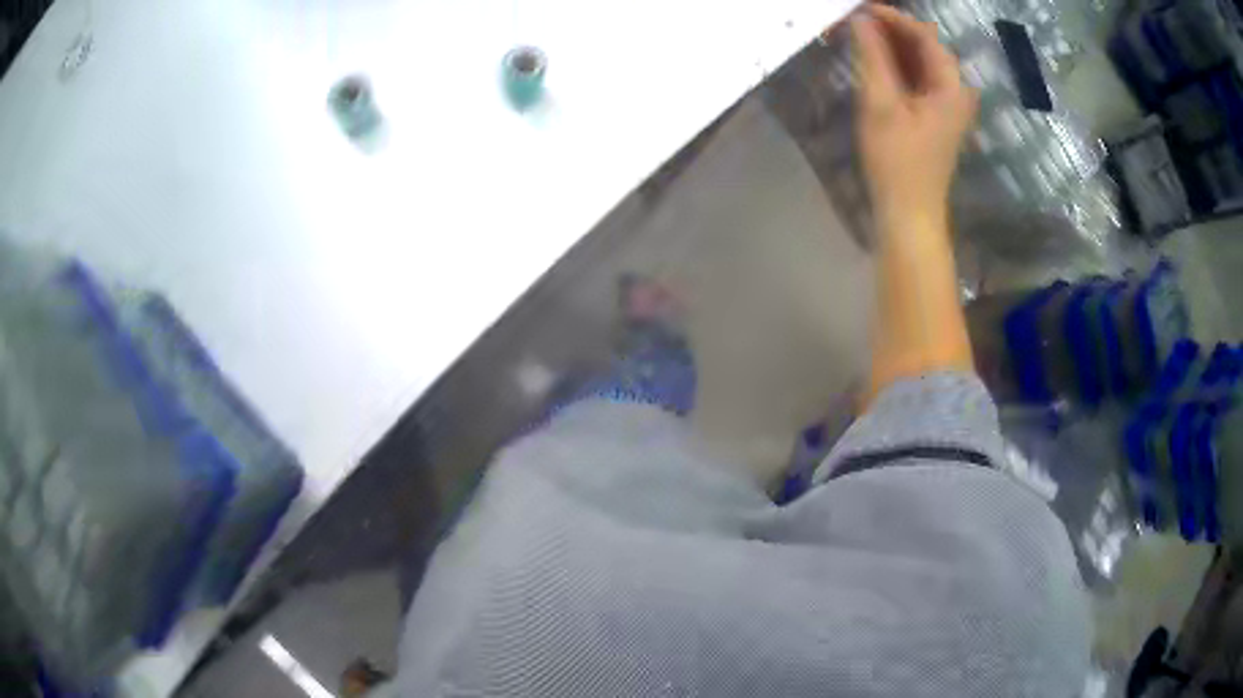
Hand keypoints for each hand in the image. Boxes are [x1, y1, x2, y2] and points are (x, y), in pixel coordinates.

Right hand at [852, 4, 976, 228]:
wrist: (909, 214)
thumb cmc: (897, 162)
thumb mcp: (881, 104)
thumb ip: (872, 57)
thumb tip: (860, 20)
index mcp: (951, 87)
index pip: (924, 35)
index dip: (893, 18)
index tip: (859, 10)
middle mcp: (955, 91)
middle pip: (924, 47)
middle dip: (890, 31)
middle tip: (854, 22)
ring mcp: (946, 105)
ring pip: (919, 62)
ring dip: (890, 47)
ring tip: (857, 36)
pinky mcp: (933, 117)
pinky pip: (916, 79)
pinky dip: (894, 67)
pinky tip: (871, 62)